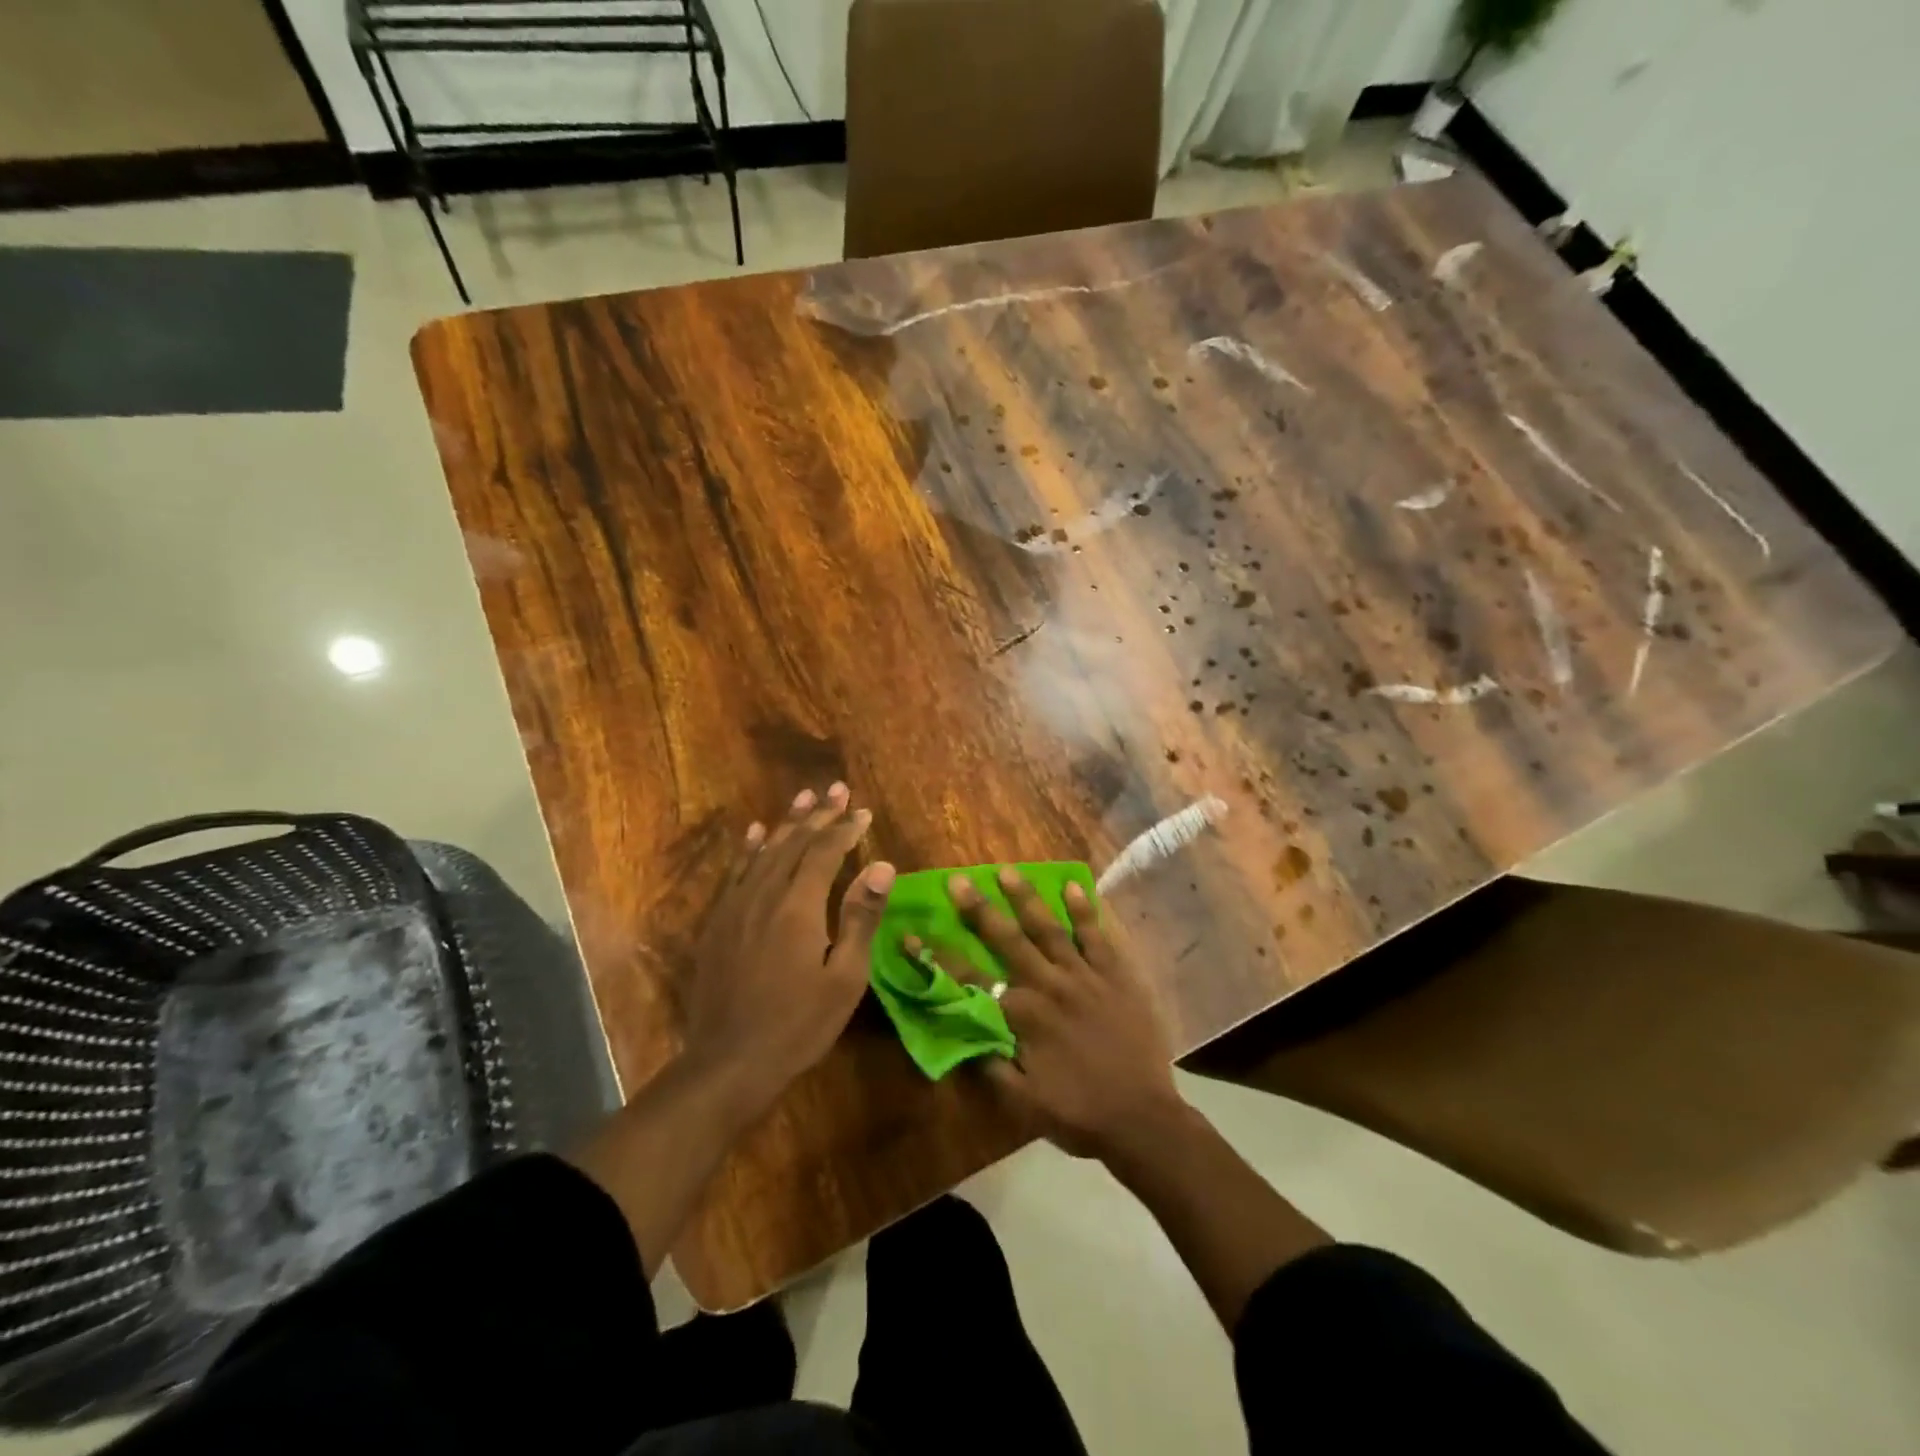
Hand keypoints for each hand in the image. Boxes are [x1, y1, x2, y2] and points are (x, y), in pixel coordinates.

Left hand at [684, 784, 894, 1102]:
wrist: (728, 1063)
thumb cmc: (798, 1024)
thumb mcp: (844, 978)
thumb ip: (860, 918)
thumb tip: (882, 866)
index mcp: (799, 907)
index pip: (825, 853)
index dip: (845, 829)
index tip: (863, 811)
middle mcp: (764, 895)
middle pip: (794, 843)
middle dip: (819, 815)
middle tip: (837, 790)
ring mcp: (735, 907)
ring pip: (764, 851)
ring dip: (787, 823)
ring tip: (804, 798)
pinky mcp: (717, 923)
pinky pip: (735, 872)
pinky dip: (749, 848)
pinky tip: (756, 833)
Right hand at [945, 868, 1180, 1159]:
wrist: (1143, 1119)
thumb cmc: (1078, 1112)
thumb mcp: (1022, 1102)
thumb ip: (988, 1064)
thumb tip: (956, 1031)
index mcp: (1022, 1016)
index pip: (969, 980)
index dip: (938, 958)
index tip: (912, 934)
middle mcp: (1049, 986)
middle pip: (1007, 941)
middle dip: (979, 909)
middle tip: (958, 880)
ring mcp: (1084, 976)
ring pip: (1049, 928)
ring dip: (1026, 898)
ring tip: (1007, 871)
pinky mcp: (1116, 974)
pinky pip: (1097, 936)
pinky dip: (1084, 911)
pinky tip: (1072, 886)